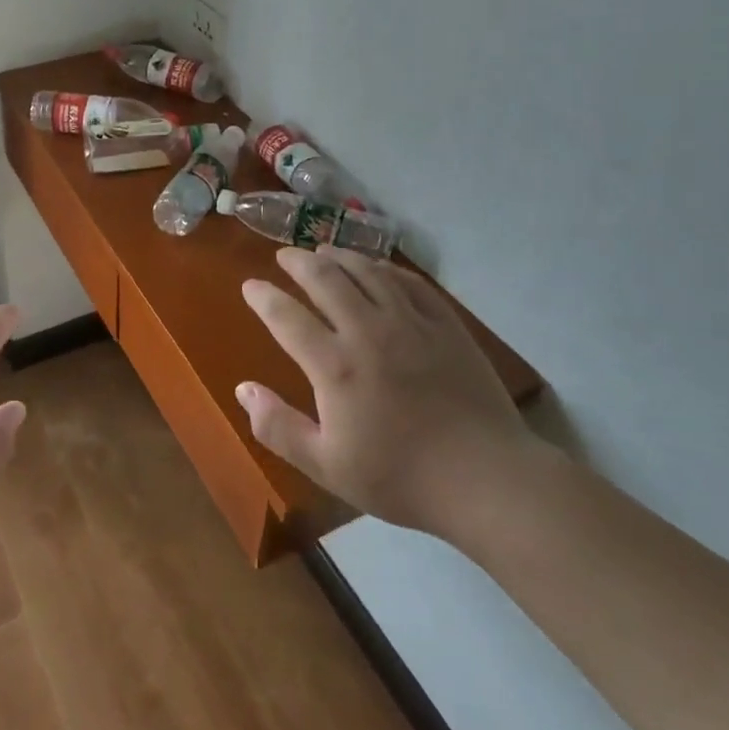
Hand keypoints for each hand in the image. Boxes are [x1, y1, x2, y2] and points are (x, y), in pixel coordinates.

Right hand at [237, 247, 547, 543]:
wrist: (486, 479)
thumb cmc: (400, 477)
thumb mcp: (327, 466)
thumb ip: (278, 428)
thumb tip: (242, 390)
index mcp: (334, 365)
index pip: (287, 316)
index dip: (263, 297)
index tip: (250, 286)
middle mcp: (368, 331)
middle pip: (325, 279)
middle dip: (298, 262)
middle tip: (285, 255)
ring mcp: (411, 323)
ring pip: (367, 271)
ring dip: (340, 256)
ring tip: (324, 251)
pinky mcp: (446, 325)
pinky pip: (409, 283)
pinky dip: (385, 269)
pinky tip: (378, 269)